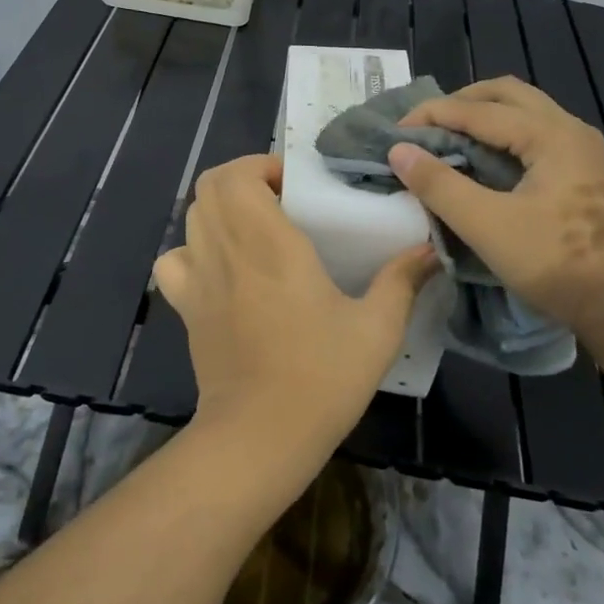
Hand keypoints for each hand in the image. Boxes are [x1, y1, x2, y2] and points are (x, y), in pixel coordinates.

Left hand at [153, 155, 437, 468]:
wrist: (260, 437)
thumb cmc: (321, 378)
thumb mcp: (376, 329)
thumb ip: (401, 281)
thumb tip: (430, 248)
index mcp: (270, 243)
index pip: (239, 175)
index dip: (261, 166)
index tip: (295, 184)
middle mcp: (226, 249)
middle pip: (209, 186)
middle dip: (241, 178)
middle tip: (279, 199)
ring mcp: (199, 279)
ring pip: (191, 216)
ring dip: (219, 208)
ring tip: (255, 228)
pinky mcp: (187, 308)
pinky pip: (173, 261)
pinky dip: (191, 250)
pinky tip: (220, 268)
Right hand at [390, 77, 603, 410]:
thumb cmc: (558, 264)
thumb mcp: (488, 226)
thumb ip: (440, 185)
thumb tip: (399, 151)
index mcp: (550, 135)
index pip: (478, 109)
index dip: (432, 115)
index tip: (394, 133)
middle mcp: (570, 130)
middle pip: (506, 94)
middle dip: (460, 103)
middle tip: (425, 127)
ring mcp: (583, 150)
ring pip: (525, 111)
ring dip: (483, 116)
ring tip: (449, 139)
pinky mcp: (586, 172)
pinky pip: (536, 133)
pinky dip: (503, 135)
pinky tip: (486, 161)